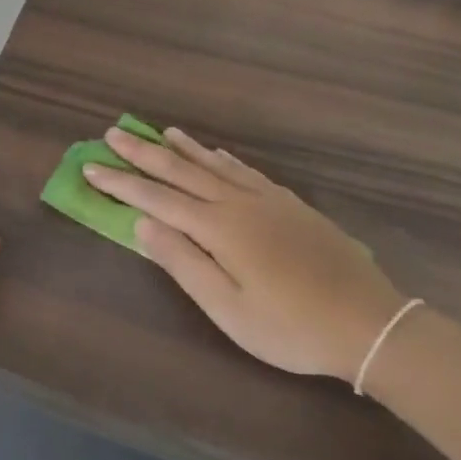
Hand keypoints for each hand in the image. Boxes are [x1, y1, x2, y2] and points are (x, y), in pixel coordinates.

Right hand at [84, 128, 402, 385]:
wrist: (370, 325)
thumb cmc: (290, 327)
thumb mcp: (227, 309)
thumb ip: (183, 262)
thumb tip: (142, 224)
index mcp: (218, 228)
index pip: (156, 199)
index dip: (121, 183)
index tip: (91, 167)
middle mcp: (238, 203)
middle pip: (181, 171)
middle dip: (143, 153)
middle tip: (113, 133)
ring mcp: (267, 201)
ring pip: (214, 164)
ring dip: (181, 148)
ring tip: (159, 132)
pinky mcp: (290, 205)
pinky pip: (245, 170)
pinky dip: (222, 158)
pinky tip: (215, 153)